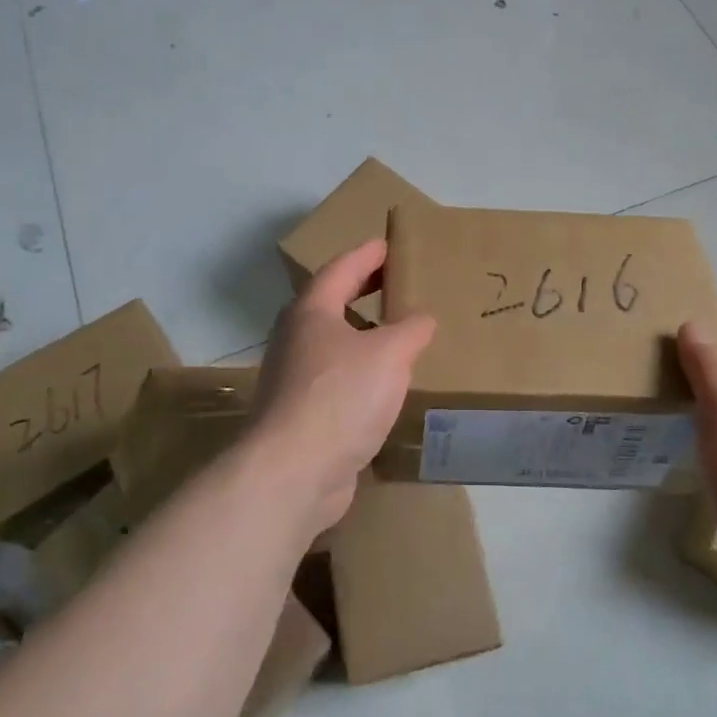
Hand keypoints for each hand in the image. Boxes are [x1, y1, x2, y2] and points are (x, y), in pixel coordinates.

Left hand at [250, 239, 435, 536]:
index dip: (366, 255)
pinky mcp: (301, 414)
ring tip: (395, 331)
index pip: (341, 269)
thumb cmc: (341, 396)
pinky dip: (360, 370)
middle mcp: (296, 339)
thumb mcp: (389, 354)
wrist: (294, 472)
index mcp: (311, 312)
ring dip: (361, 332)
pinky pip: (336, 378)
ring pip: (332, 342)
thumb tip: (422, 319)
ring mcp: (294, 378)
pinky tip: (383, 383)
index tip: (387, 244)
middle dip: (362, 289)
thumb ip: (411, 330)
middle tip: (394, 280)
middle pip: (331, 303)